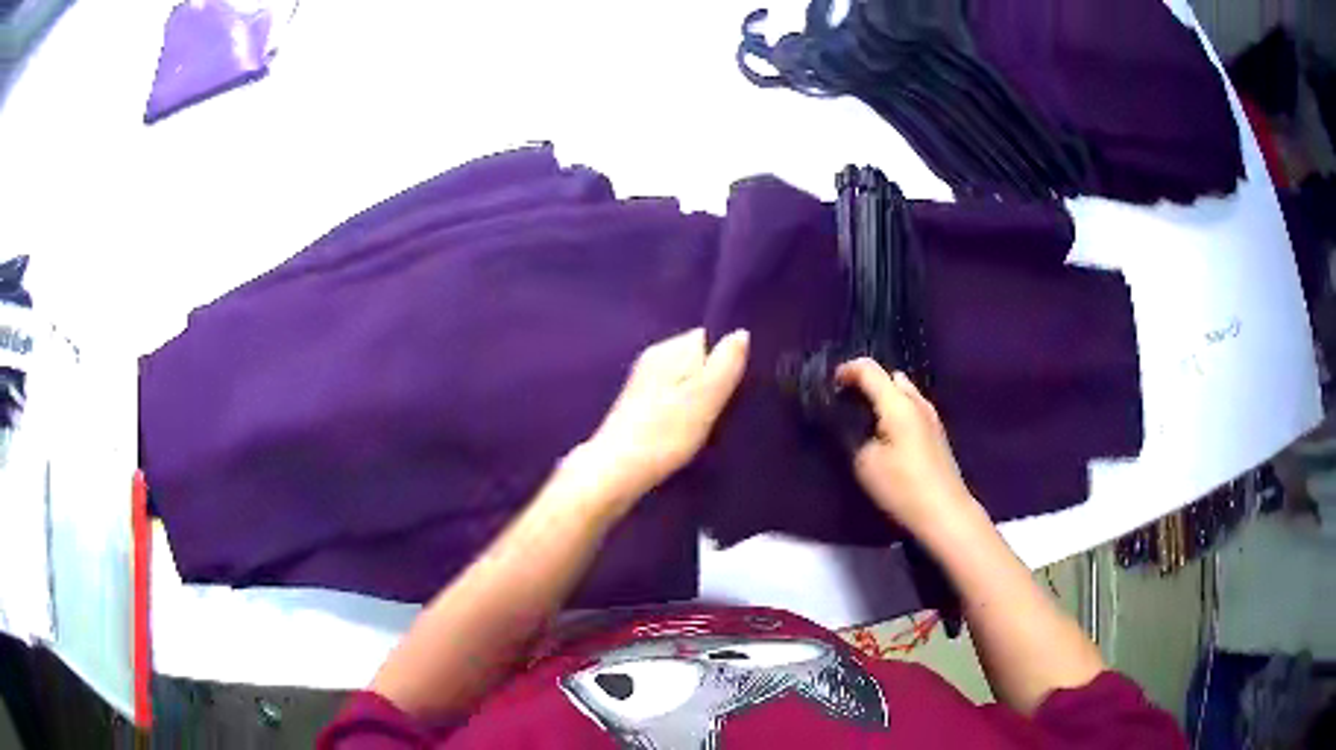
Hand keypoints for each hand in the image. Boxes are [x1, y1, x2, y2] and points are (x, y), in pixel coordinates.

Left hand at [569, 328, 748, 515]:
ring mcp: (644, 382)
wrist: (616, 472)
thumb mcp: (705, 398)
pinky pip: (674, 398)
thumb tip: (741, 332)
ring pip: (686, 381)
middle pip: (697, 360)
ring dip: (701, 399)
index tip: (738, 384)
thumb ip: (726, 364)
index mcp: (669, 349)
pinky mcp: (639, 406)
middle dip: (715, 380)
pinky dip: (685, 412)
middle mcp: (654, 358)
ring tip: (711, 423)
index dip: (727, 358)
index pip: (709, 337)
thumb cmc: (665, 434)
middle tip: (727, 407)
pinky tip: (689, 432)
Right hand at [835, 358, 980, 535]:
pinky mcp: (937, 434)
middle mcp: (917, 402)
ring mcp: (931, 417)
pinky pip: (912, 408)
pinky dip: (896, 411)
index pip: (869, 370)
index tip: (830, 384)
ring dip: (884, 398)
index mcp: (898, 403)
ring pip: (904, 393)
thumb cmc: (903, 487)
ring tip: (865, 419)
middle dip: (868, 383)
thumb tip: (852, 421)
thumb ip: (854, 435)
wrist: (944, 512)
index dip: (846, 370)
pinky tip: (886, 434)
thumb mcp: (865, 463)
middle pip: (890, 377)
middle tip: (848, 402)